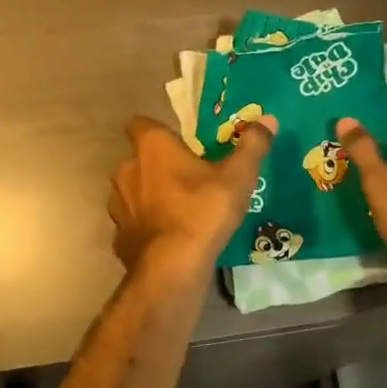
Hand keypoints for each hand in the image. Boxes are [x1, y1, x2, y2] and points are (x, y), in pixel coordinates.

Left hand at [109, 115, 275, 284]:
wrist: (172, 268)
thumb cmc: (203, 212)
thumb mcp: (237, 178)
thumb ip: (252, 146)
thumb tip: (268, 119)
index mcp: (152, 147)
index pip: (140, 124)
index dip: (157, 131)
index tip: (178, 142)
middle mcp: (127, 169)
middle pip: (138, 159)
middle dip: (157, 166)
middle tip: (187, 178)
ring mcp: (118, 204)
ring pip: (132, 192)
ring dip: (149, 196)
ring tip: (178, 210)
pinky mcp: (119, 236)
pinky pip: (132, 224)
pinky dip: (145, 227)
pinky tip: (167, 238)